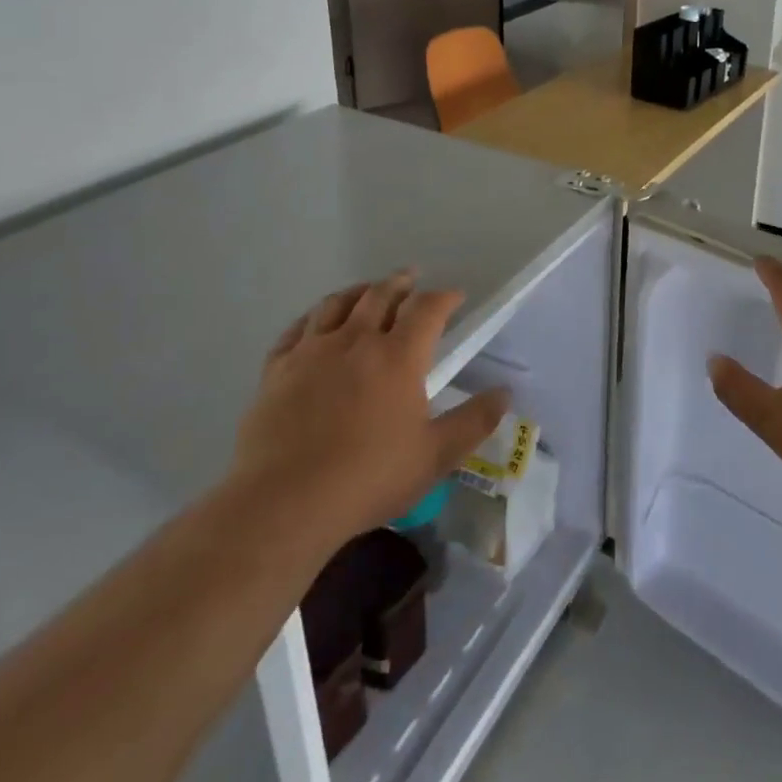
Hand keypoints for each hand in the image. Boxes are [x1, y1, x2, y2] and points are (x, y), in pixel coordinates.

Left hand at [232, 271, 509, 543]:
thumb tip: (504, 393)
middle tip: (411, 279)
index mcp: (398, 356)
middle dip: (400, 283)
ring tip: (366, 291)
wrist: (284, 502)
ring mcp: (312, 352)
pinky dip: (312, 318)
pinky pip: (296, 330)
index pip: (427, 308)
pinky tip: (314, 323)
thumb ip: (474, 422)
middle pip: (380, 294)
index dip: (444, 297)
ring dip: (357, 291)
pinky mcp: (276, 370)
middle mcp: (356, 340)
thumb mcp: (435, 456)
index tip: (455, 296)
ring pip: (336, 304)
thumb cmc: (369, 477)